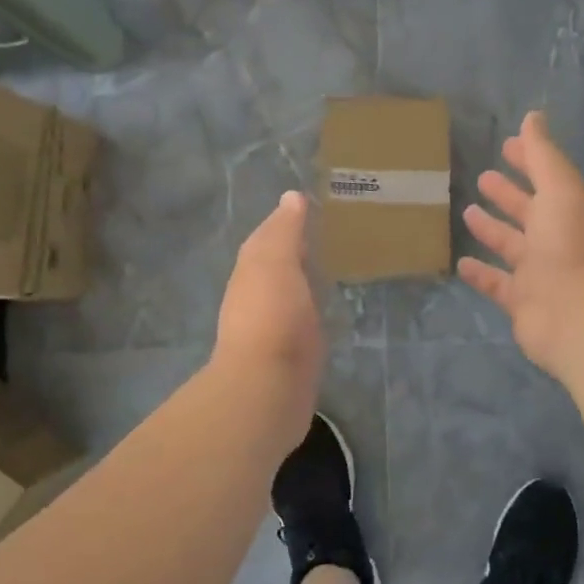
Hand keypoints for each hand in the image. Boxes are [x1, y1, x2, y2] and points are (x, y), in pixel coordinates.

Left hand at [214, 191, 324, 439]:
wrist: (268, 387)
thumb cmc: (271, 316)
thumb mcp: (275, 262)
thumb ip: (284, 231)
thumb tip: (291, 197)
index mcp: (251, 271)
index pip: (266, 238)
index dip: (285, 222)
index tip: (311, 207)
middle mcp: (256, 297)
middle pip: (275, 265)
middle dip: (294, 250)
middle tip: (327, 233)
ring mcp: (272, 328)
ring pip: (288, 293)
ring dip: (303, 280)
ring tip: (332, 266)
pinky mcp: (290, 354)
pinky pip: (302, 321)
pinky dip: (311, 308)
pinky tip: (328, 308)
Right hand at [460, 112, 583, 378]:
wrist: (581, 316)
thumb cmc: (571, 244)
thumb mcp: (560, 188)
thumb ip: (543, 154)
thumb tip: (533, 116)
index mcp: (570, 208)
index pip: (546, 176)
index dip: (528, 159)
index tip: (506, 145)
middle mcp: (556, 238)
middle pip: (528, 210)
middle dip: (508, 193)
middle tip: (484, 177)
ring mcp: (539, 271)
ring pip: (511, 245)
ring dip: (491, 229)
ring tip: (466, 211)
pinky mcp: (522, 301)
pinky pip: (496, 283)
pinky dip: (481, 273)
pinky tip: (461, 262)